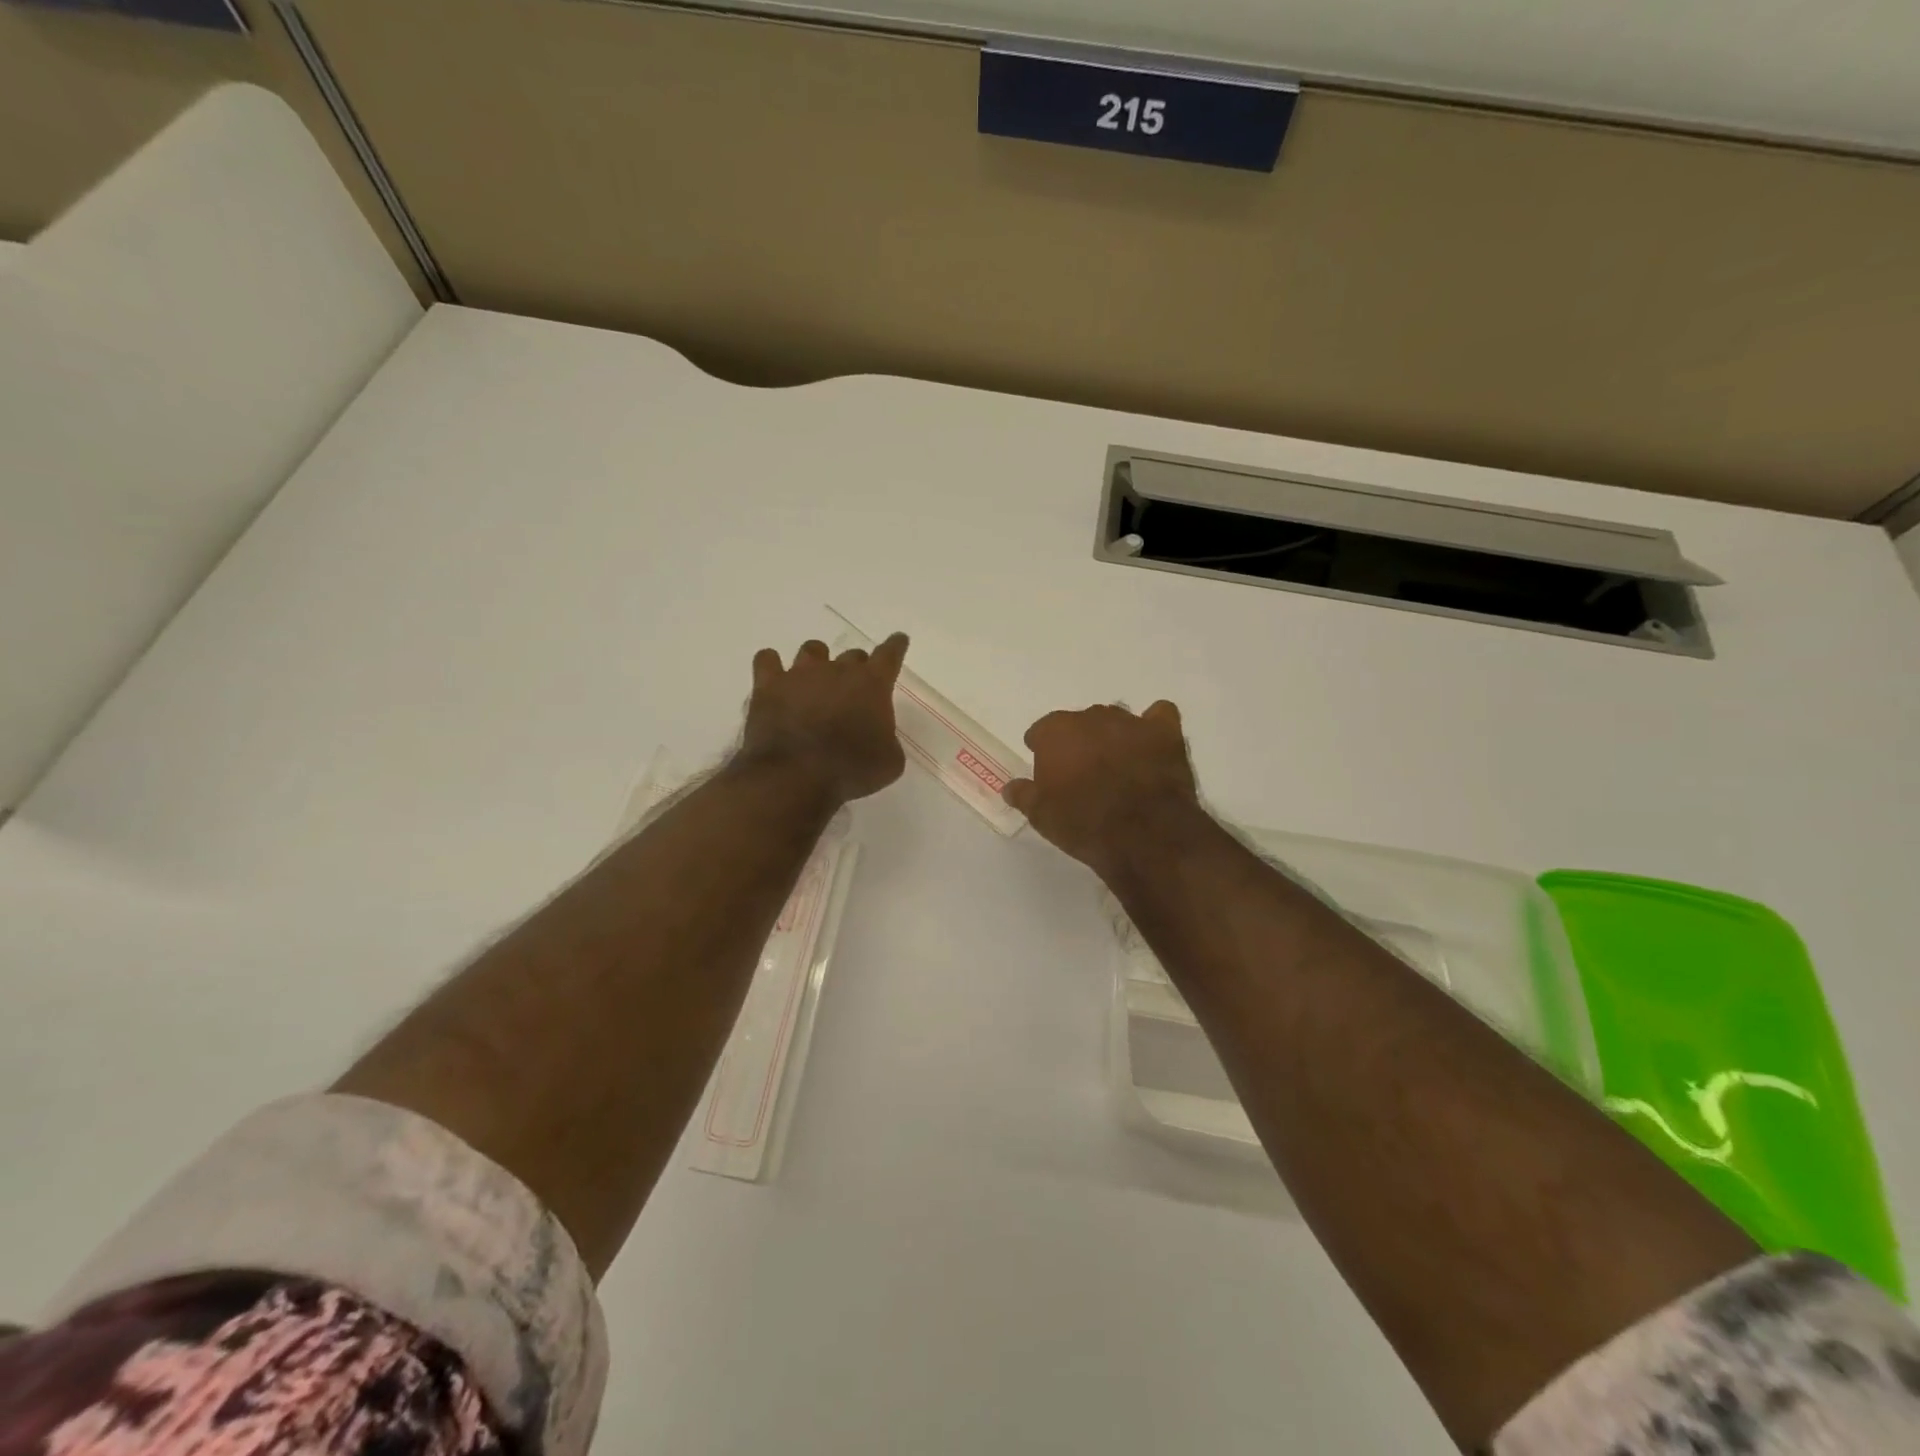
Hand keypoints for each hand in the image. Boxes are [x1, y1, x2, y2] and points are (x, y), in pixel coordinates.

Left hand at [740, 634, 910, 803]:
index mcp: (872, 684)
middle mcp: (837, 670)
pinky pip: (767, 659)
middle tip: (852, 692)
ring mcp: (800, 674)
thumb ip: (888, 740)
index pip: (889, 654)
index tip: (898, 640)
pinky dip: (772, 665)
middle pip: (852, 655)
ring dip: (818, 662)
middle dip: (855, 669)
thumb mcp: (890, 762)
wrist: (795, 777)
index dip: (895, 646)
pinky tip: (775, 678)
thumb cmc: (851, 771)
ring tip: (814, 682)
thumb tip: (878, 737)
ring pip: (813, 650)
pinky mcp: (768, 685)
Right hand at [1003, 701, 1203, 877]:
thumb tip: (1010, 787)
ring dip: (1112, 735)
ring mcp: (1130, 722)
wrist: (1144, 835)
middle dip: (1078, 742)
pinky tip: (1150, 744)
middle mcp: (1091, 718)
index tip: (1046, 770)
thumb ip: (1024, 795)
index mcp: (1057, 732)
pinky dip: (1153, 726)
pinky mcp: (1165, 733)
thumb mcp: (1042, 816)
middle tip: (1082, 773)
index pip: (1042, 731)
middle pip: (1079, 723)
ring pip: (1115, 719)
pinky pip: (1159, 715)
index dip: (1042, 749)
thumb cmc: (1084, 824)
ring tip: (1116, 763)